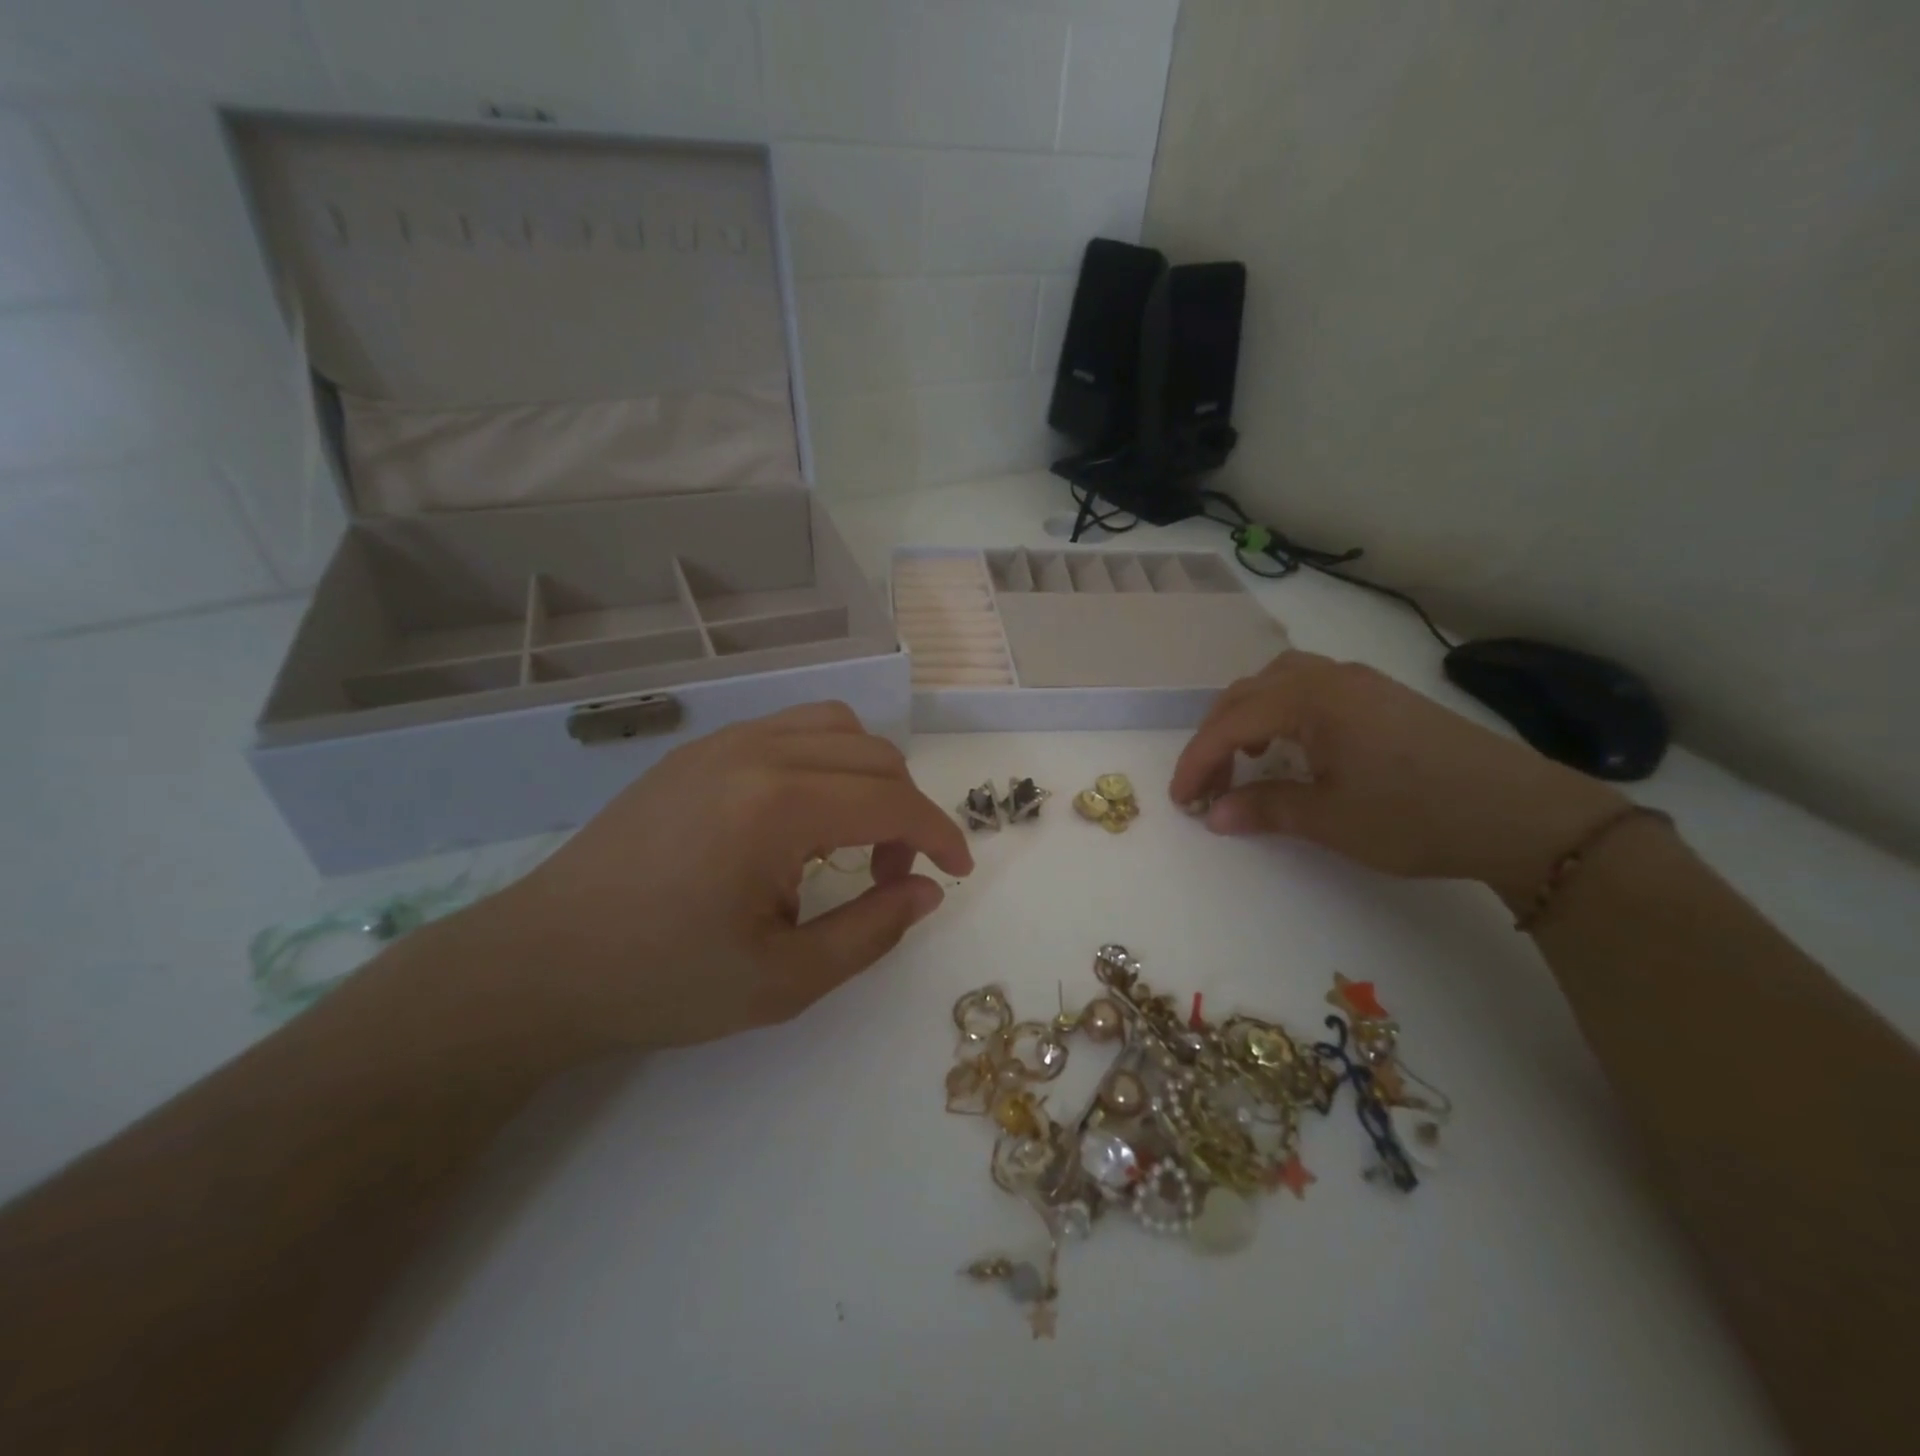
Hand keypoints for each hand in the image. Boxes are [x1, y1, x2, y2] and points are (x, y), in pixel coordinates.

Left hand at [468, 703, 972, 1055]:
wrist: (539, 962)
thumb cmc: (661, 981)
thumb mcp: (783, 980)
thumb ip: (871, 930)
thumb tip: (927, 890)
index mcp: (777, 805)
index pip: (894, 800)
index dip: (940, 835)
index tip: (957, 873)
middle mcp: (756, 752)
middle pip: (874, 754)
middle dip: (906, 811)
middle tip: (892, 875)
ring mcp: (721, 742)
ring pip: (834, 727)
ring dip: (867, 776)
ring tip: (849, 838)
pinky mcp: (696, 750)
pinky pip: (788, 730)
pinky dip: (824, 762)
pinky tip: (799, 819)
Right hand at [1169, 652, 1627, 903]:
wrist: (1523, 815)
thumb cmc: (1416, 816)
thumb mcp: (1330, 820)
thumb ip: (1263, 809)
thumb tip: (1213, 815)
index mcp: (1311, 699)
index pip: (1231, 722)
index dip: (1197, 761)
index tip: (1181, 800)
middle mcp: (1330, 677)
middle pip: (1248, 692)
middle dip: (1217, 737)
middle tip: (1207, 784)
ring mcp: (1360, 682)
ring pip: (1279, 682)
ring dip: (1248, 717)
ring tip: (1245, 757)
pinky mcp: (1382, 696)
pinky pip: (1311, 688)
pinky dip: (1281, 712)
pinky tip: (1293, 746)